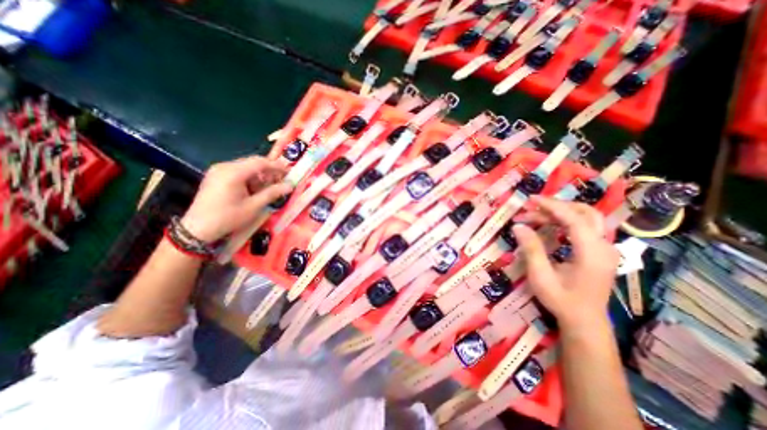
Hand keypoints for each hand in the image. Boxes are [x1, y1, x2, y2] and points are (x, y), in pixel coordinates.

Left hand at [181, 154, 292, 242]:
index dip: (277, 166)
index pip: (260, 162)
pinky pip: (237, 171)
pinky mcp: (215, 176)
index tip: (289, 172)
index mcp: (233, 172)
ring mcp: (218, 170)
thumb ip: (272, 193)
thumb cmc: (228, 218)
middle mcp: (224, 167)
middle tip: (282, 180)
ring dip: (260, 175)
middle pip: (253, 162)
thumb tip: (290, 185)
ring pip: (246, 167)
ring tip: (270, 186)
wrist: (197, 229)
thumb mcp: (254, 206)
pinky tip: (255, 188)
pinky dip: (250, 177)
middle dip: (269, 170)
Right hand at [512, 197, 618, 331]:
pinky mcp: (600, 252)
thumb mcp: (541, 276)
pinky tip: (548, 225)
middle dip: (557, 206)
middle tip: (531, 207)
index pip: (574, 219)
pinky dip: (565, 221)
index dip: (552, 206)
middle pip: (586, 213)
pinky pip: (584, 227)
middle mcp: (604, 247)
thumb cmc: (561, 300)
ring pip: (586, 218)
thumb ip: (531, 249)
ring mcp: (605, 249)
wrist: (584, 321)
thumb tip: (518, 226)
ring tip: (533, 216)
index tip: (530, 199)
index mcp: (592, 253)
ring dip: (559, 213)